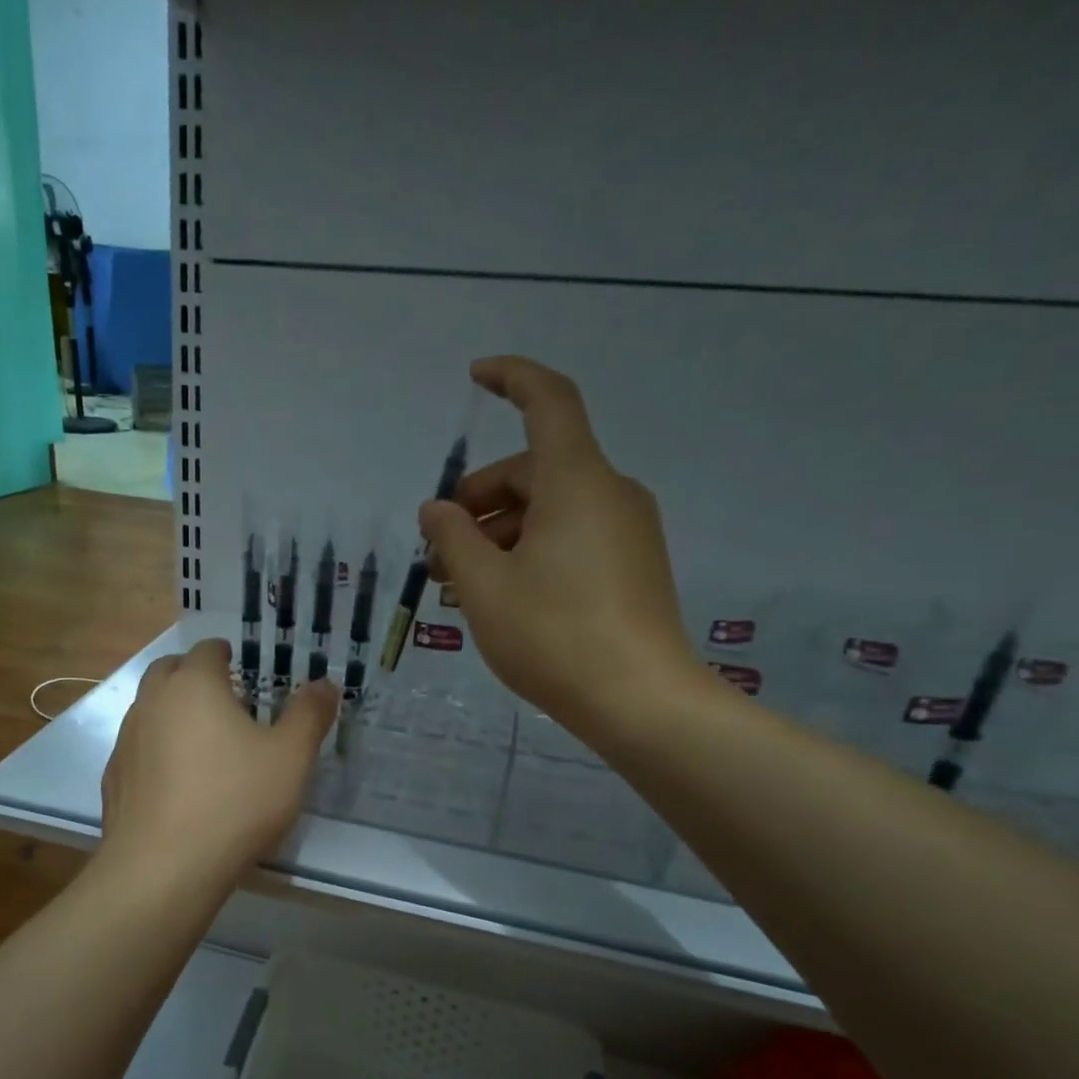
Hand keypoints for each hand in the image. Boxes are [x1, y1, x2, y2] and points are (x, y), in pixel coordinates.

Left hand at [98, 639, 338, 890]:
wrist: (164, 868)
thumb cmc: (235, 802)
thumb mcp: (290, 758)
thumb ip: (309, 715)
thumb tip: (325, 684)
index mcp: (194, 685)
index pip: (207, 650)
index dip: (225, 654)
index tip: (241, 668)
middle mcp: (153, 701)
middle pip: (169, 670)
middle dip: (193, 675)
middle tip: (222, 698)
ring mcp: (126, 740)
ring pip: (148, 708)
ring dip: (172, 711)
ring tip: (201, 740)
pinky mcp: (114, 777)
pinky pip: (137, 748)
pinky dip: (155, 749)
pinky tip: (176, 781)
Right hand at [421, 356, 705, 743]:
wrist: (640, 702)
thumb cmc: (553, 636)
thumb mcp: (484, 587)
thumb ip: (453, 539)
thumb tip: (437, 510)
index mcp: (576, 482)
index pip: (548, 402)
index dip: (511, 378)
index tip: (475, 377)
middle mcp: (609, 493)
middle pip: (534, 470)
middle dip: (479, 502)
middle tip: (438, 553)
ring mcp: (628, 531)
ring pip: (551, 508)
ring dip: (500, 533)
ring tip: (461, 585)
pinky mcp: (633, 565)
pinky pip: (573, 536)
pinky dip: (531, 549)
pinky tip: (502, 595)